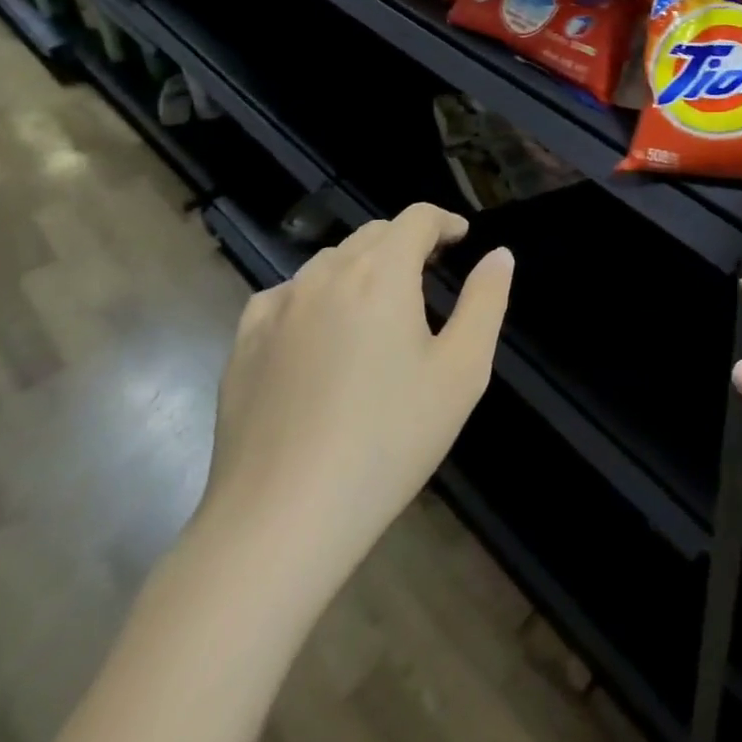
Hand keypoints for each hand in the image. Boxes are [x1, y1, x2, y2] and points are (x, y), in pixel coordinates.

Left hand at [198, 204, 512, 598]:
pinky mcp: (243, 344)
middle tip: (430, 273)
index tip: (462, 240)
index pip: (416, 218)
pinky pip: (286, 295)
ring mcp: (277, 308)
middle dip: (407, 242)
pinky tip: (320, 331)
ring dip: (362, 267)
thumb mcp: (462, 371)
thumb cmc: (388, 441)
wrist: (279, 522)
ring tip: (380, 305)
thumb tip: (499, 255)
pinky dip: (315, 295)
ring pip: (329, 262)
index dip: (444, 222)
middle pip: (373, 234)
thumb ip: (486, 301)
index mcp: (382, 274)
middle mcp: (326, 275)